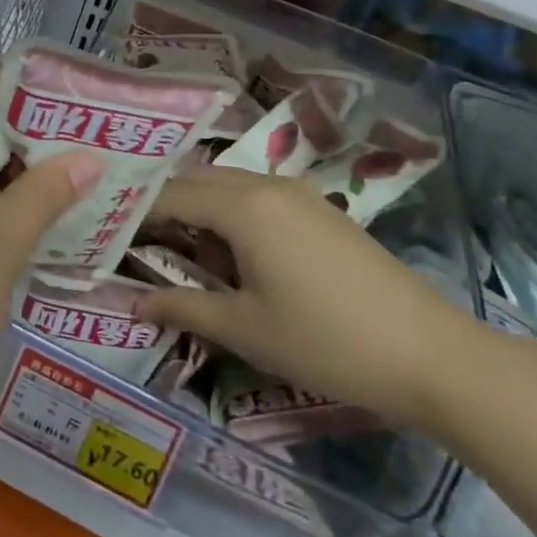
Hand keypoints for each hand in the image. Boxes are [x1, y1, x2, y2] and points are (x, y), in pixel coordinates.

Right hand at [134, 166, 486, 428]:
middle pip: (196, 182)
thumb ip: (184, 308)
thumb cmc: (327, 341)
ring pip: (227, 187)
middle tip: (133, 239)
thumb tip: (133, 303)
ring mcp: (298, 194)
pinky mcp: (320, 211)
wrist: (432, 355)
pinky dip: (229, 216)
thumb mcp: (245, 329)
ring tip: (178, 249)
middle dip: (162, 206)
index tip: (104, 233)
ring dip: (197, 210)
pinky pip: (257, 198)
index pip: (169, 196)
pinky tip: (230, 254)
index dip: (132, 213)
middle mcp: (266, 185)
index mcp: (242, 206)